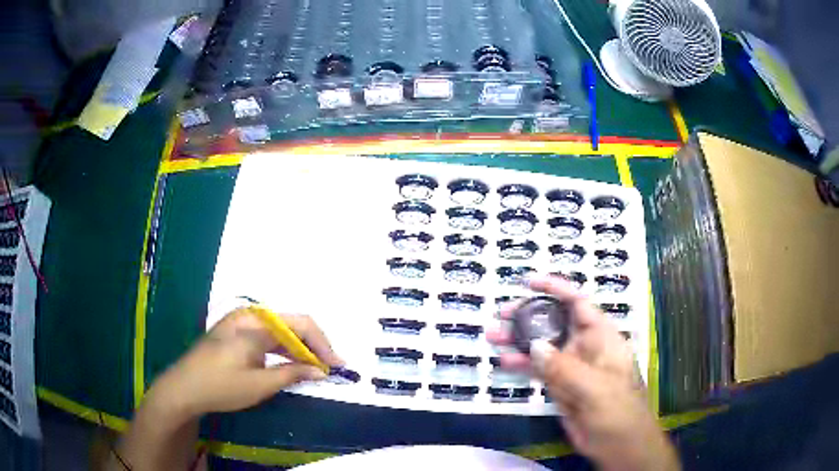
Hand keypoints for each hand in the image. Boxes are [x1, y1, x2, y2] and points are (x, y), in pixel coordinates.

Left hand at [145, 308, 343, 421]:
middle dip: (313, 346)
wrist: (183, 388)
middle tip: (328, 368)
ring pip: (279, 331)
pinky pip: (267, 337)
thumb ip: (292, 373)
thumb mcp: (260, 384)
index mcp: (255, 324)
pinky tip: (291, 364)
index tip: (337, 365)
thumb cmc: (221, 386)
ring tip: (315, 368)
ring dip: (298, 348)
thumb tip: (320, 370)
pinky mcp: (235, 333)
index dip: (322, 343)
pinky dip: (282, 350)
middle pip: (291, 324)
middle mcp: (250, 317)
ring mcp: (240, 323)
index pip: (300, 325)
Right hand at [488, 275, 679, 470]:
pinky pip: (539, 370)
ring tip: (493, 336)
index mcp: (602, 337)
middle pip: (555, 322)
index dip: (556, 289)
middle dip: (529, 315)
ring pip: (543, 346)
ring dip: (519, 340)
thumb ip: (564, 367)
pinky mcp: (561, 386)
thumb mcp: (595, 388)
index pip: (579, 303)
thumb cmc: (617, 411)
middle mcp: (586, 347)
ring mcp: (572, 368)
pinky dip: (522, 365)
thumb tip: (534, 346)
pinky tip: (504, 363)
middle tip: (501, 314)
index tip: (529, 283)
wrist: (619, 445)